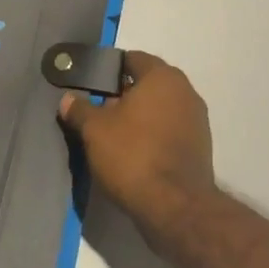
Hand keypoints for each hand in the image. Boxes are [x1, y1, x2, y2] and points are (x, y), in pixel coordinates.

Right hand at [58, 51, 217, 241]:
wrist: (175, 208)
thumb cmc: (133, 155)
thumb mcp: (95, 130)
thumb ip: (80, 109)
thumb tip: (67, 99)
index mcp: (162, 77)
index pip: (132, 59)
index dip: (109, 69)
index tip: (91, 85)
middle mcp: (185, 91)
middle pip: (148, 84)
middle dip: (124, 95)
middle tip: (99, 110)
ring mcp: (197, 120)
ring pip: (160, 108)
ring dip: (140, 116)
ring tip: (114, 134)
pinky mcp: (201, 148)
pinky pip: (170, 130)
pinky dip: (154, 135)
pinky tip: (135, 153)